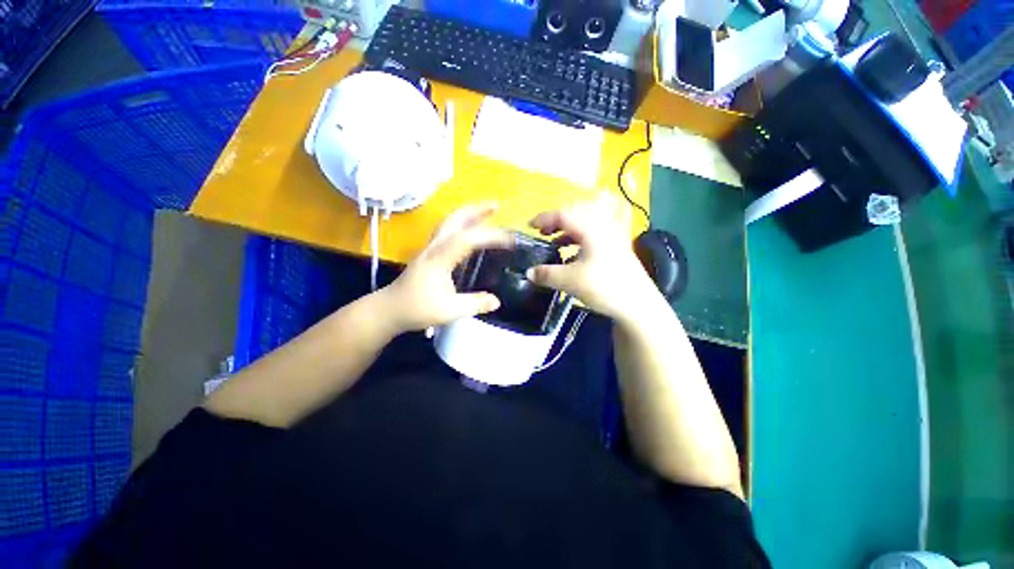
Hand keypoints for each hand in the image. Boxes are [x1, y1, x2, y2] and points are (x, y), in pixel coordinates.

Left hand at [379, 204, 512, 332]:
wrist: (388, 310)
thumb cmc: (415, 309)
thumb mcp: (448, 311)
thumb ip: (474, 304)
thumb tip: (497, 301)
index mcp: (439, 258)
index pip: (467, 239)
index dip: (490, 236)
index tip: (510, 240)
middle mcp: (434, 247)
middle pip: (454, 219)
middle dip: (476, 210)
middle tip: (496, 206)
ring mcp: (430, 248)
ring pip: (449, 222)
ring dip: (468, 214)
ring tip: (486, 212)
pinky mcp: (429, 254)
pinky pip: (447, 232)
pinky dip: (461, 225)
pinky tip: (470, 232)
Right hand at [526, 199, 658, 321]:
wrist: (638, 304)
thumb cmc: (604, 286)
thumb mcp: (570, 281)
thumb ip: (546, 274)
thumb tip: (528, 272)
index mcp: (591, 229)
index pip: (563, 214)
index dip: (544, 218)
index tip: (529, 226)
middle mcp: (602, 228)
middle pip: (575, 216)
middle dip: (555, 223)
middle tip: (542, 234)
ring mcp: (611, 239)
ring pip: (584, 227)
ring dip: (566, 233)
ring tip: (554, 244)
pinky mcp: (615, 250)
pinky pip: (592, 238)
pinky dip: (577, 243)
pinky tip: (571, 257)